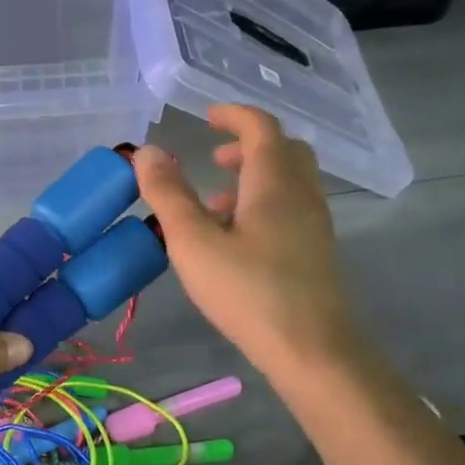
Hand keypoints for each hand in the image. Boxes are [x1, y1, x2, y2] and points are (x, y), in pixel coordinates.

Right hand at [133, 105, 361, 377]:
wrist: (311, 348)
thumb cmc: (247, 291)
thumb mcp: (193, 242)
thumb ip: (168, 194)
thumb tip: (148, 151)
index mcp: (274, 181)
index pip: (261, 126)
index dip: (234, 115)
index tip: (207, 117)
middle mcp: (302, 193)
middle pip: (283, 150)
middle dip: (247, 146)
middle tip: (214, 159)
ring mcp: (315, 223)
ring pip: (288, 181)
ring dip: (253, 179)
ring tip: (213, 206)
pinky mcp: (316, 250)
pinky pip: (291, 208)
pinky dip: (264, 204)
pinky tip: (236, 240)